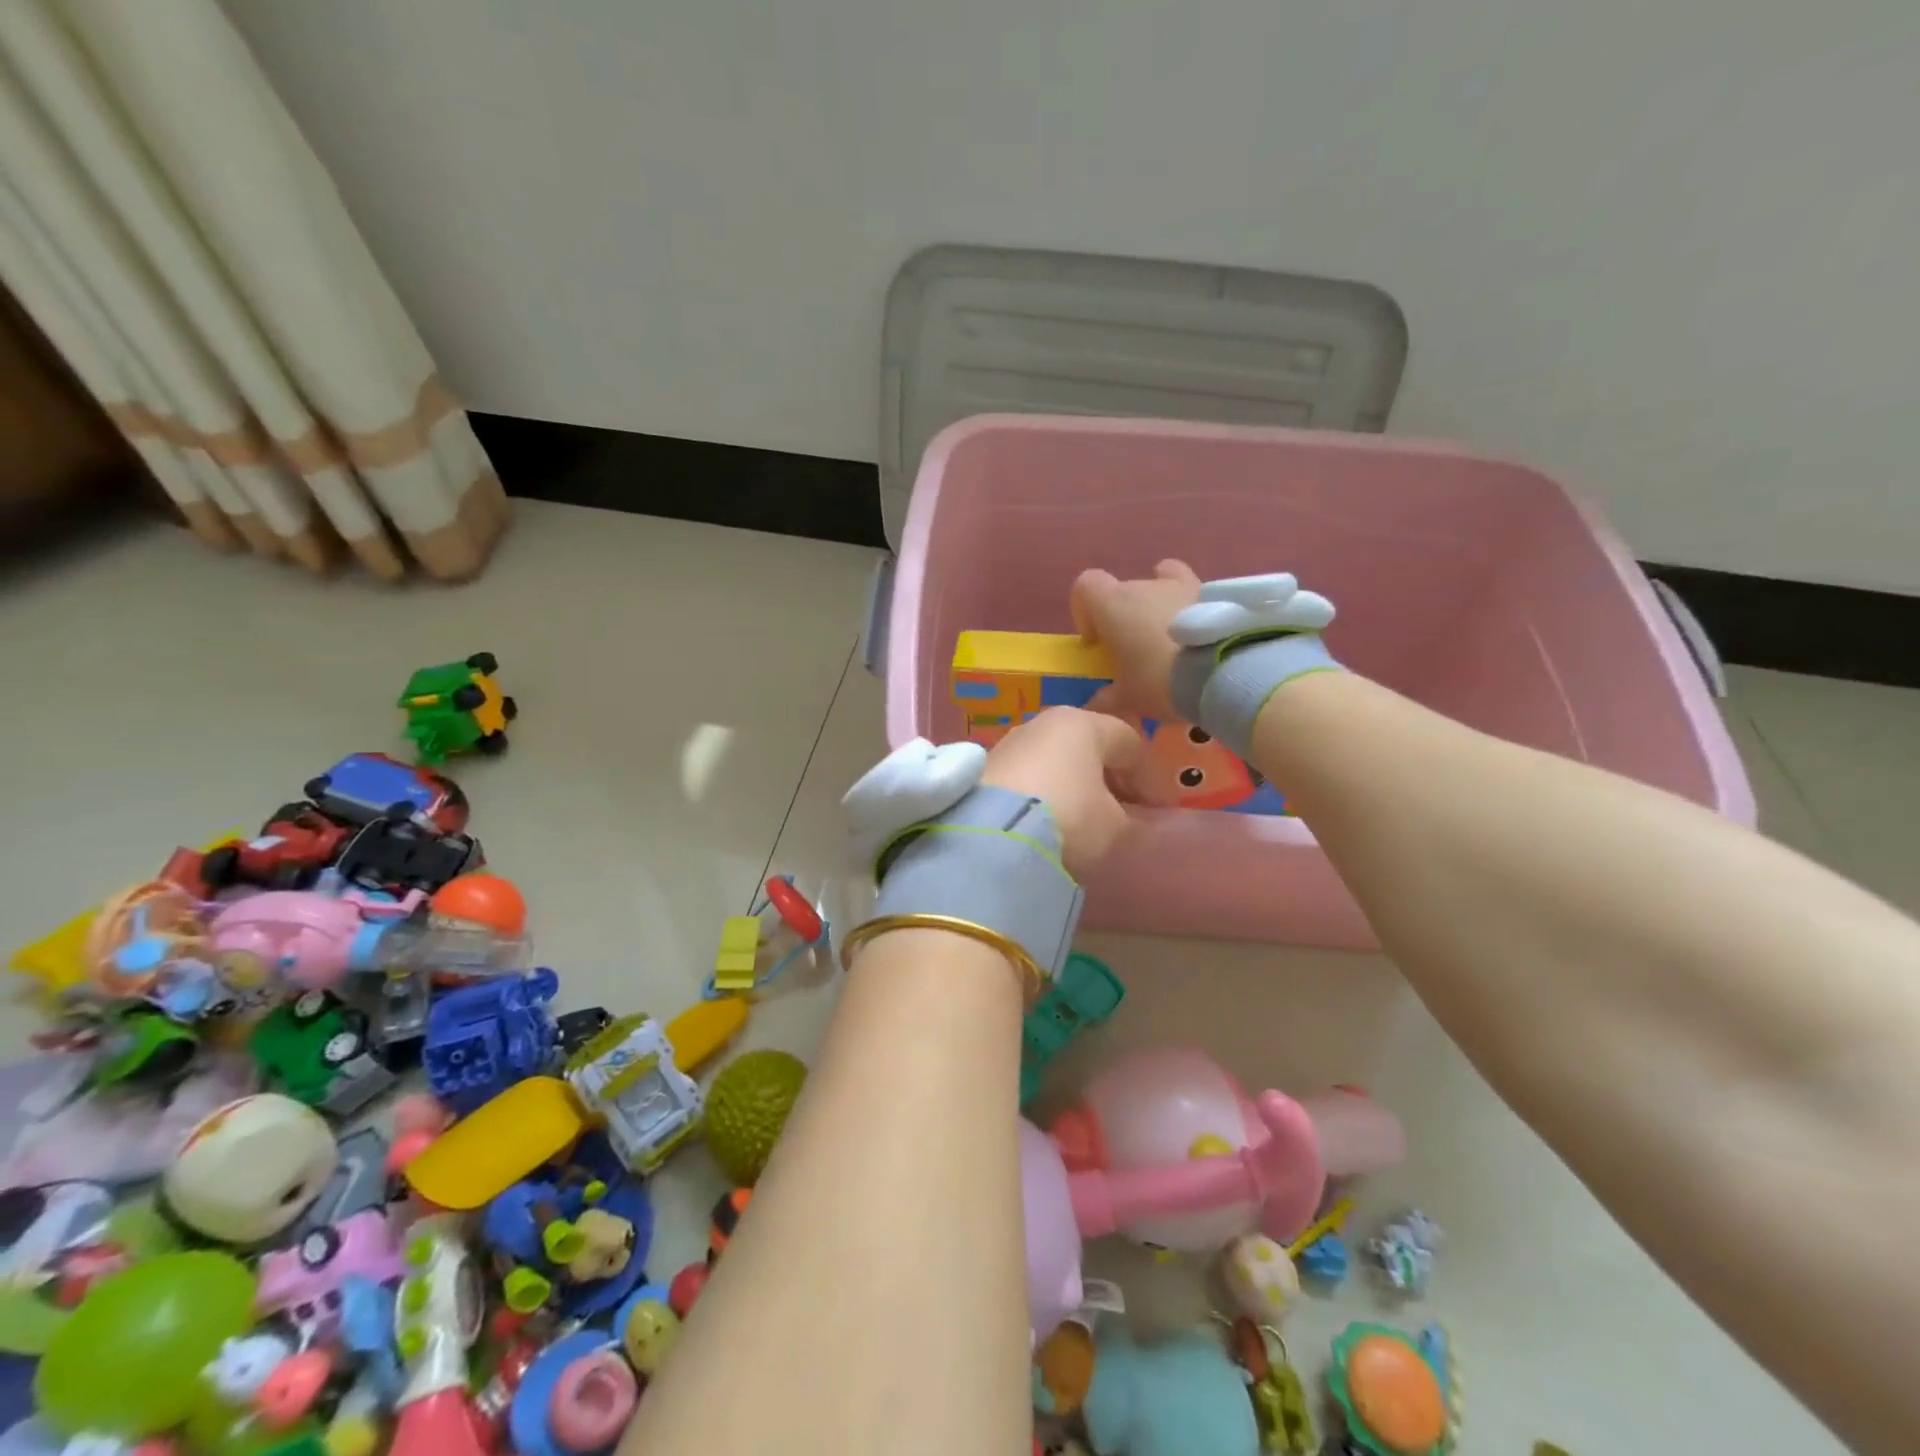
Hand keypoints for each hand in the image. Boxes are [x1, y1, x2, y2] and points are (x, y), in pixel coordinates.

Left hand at [979, 707, 1143, 874]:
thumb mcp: (1115, 829)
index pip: (1130, 743)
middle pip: (1090, 746)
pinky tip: (1050, 821)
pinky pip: (1029, 776)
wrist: (991, 836)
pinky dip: (1046, 793)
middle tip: (1125, 813)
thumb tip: (1142, 826)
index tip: (1158, 811)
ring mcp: (1011, 742)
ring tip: (1086, 821)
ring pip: (1057, 760)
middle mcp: (1044, 723)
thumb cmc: (1069, 819)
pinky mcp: (985, 768)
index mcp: (1083, 724)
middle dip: (1111, 779)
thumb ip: (1136, 824)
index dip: (1150, 778)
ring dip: (1077, 786)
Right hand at [1069, 560, 1202, 721]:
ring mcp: (1183, 585)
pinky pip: (1196, 595)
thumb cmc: (1159, 679)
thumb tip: (1093, 707)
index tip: (1096, 639)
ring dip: (1161, 607)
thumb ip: (1106, 699)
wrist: (1222, 671)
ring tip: (1172, 641)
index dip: (1086, 610)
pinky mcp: (1216, 593)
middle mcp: (1145, 585)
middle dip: (1127, 616)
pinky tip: (1201, 640)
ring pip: (1164, 584)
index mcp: (1113, 604)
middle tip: (1137, 652)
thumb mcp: (1127, 698)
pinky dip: (1193, 611)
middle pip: (1126, 591)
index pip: (1086, 586)